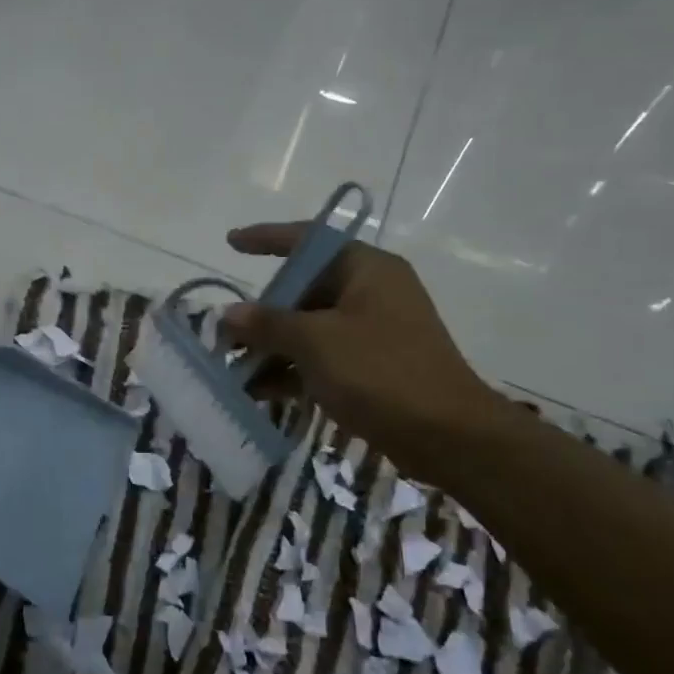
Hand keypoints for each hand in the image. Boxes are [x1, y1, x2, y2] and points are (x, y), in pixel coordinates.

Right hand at [221, 225, 508, 480]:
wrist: (446, 435)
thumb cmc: (380, 372)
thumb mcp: (316, 342)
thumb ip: (268, 324)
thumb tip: (229, 313)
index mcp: (365, 269)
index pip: (308, 240)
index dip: (267, 238)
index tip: (231, 242)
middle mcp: (370, 292)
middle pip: (304, 290)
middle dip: (262, 313)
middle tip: (226, 333)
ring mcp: (371, 331)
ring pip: (309, 329)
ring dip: (272, 348)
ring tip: (234, 369)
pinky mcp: (371, 367)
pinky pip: (321, 358)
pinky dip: (292, 371)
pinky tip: (260, 392)